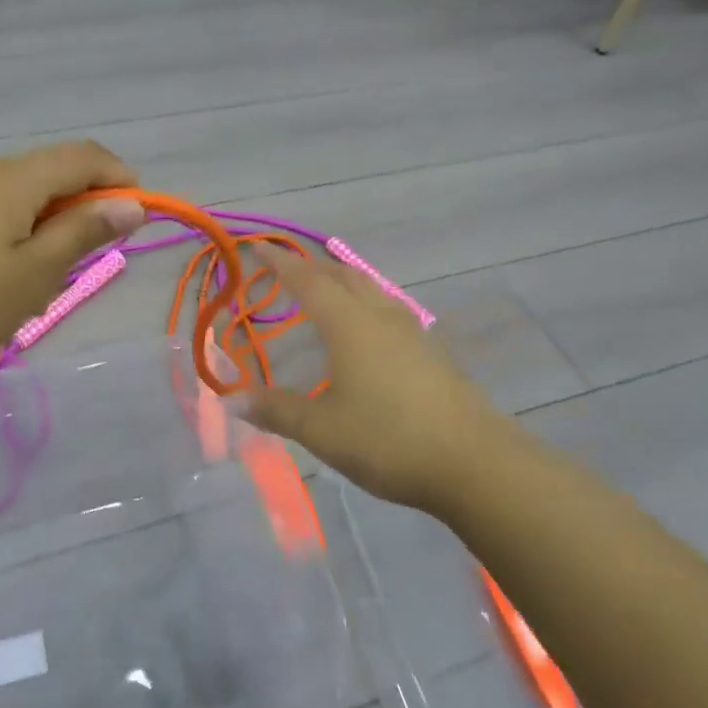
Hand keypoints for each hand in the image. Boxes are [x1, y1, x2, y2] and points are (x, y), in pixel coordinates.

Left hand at [0, 141, 145, 396]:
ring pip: (13, 197)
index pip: (82, 156)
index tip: (137, 219)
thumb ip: (82, 233)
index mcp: (9, 180)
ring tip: (37, 284)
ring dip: (43, 227)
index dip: (119, 178)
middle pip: (47, 173)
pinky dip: (8, 235)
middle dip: (80, 209)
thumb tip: (129, 204)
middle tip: (83, 265)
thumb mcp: (31, 276)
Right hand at [243, 253, 521, 515]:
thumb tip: (233, 398)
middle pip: (342, 275)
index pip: (307, 281)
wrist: (474, 461)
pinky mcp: (431, 350)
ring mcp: (411, 331)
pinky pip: (387, 307)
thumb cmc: (388, 440)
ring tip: (325, 288)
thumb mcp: (322, 430)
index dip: (279, 262)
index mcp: (349, 325)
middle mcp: (379, 316)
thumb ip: (277, 410)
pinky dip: (364, 301)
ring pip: (370, 288)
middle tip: (286, 268)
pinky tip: (366, 327)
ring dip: (342, 280)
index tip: (257, 245)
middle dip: (311, 266)